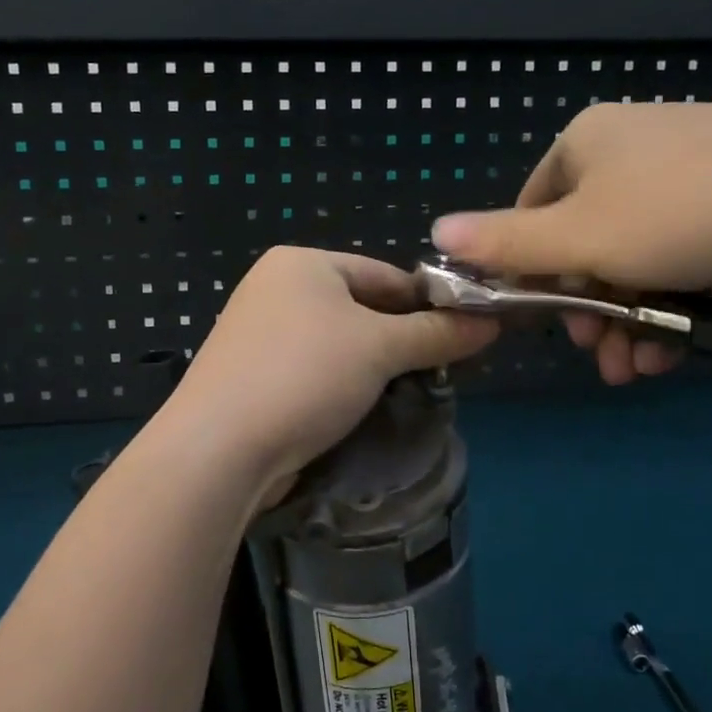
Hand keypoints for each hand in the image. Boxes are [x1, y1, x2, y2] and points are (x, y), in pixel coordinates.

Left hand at [162, 247, 496, 503]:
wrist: (218, 449)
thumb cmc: (304, 376)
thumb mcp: (380, 348)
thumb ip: (437, 332)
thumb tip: (492, 322)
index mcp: (302, 263)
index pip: (385, 274)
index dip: (429, 304)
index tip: (466, 336)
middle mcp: (276, 289)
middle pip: (361, 308)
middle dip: (401, 340)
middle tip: (442, 370)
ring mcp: (259, 333)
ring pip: (338, 344)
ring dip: (373, 368)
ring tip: (410, 394)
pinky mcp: (252, 376)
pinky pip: (313, 371)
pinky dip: (341, 386)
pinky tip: (364, 410)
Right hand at [430, 103, 711, 384]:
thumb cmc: (685, 212)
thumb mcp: (582, 236)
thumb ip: (506, 242)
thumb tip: (434, 232)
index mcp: (585, 144)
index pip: (529, 212)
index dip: (528, 272)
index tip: (541, 321)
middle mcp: (630, 152)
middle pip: (581, 243)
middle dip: (584, 309)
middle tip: (597, 352)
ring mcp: (685, 178)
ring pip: (631, 261)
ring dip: (625, 321)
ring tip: (634, 369)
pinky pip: (677, 261)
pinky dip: (667, 306)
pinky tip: (671, 351)